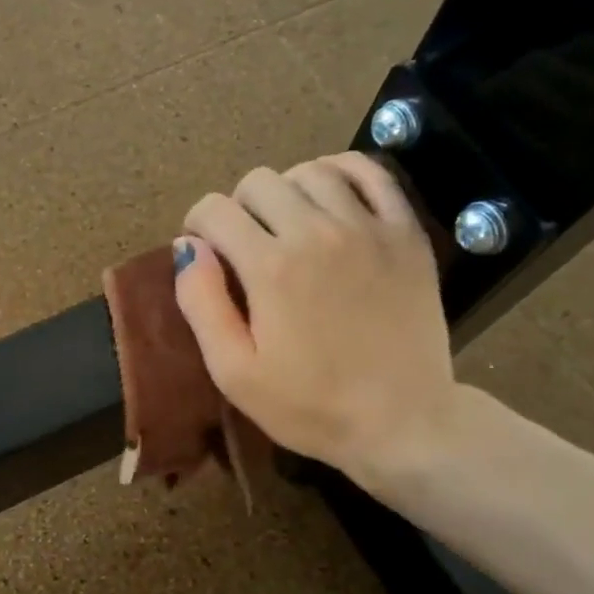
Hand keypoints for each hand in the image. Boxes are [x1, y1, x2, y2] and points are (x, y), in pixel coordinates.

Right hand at [175, 153, 458, 496]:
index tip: (204, 253)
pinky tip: (330, 196)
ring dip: (285, 191)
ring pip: (309, 172)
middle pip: (258, 182)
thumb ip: (201, 304)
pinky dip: (341, 172)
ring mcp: (368, 228)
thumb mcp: (233, 371)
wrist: (402, 422)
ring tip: (285, 225)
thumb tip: (187, 247)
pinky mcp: (406, 233)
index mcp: (270, 267)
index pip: (214, 210)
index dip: (197, 226)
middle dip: (237, 208)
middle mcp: (317, 232)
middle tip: (243, 246)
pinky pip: (370, 173)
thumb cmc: (308, 405)